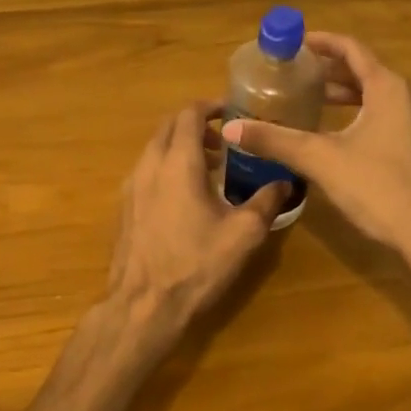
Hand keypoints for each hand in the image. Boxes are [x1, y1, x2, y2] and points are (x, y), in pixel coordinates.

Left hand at [106, 102, 289, 351]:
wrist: (143, 305)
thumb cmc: (196, 265)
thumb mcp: (243, 234)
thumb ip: (266, 201)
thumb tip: (285, 181)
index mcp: (178, 162)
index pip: (189, 114)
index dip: (211, 106)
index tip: (233, 111)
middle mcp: (149, 164)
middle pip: (169, 126)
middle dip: (196, 124)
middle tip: (225, 140)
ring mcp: (131, 185)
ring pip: (155, 148)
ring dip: (181, 146)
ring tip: (211, 168)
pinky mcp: (124, 206)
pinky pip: (146, 170)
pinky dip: (166, 166)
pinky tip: (186, 195)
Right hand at [220, 32, 410, 256]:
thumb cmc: (378, 188)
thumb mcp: (320, 160)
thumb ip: (275, 140)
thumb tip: (233, 128)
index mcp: (389, 89)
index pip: (352, 49)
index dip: (322, 42)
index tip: (295, 43)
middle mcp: (410, 98)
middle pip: (366, 71)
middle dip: (330, 71)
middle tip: (296, 75)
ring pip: (378, 96)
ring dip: (346, 95)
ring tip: (313, 102)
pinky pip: (389, 117)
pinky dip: (361, 114)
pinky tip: (340, 136)